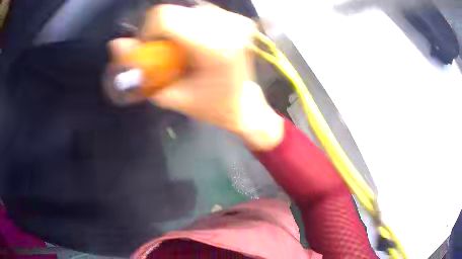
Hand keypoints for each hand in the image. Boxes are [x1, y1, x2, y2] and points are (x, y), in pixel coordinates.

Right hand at [110, 4, 282, 149]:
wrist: (243, 103)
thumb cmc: (209, 106)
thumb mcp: (169, 94)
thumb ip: (140, 69)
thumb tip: (115, 44)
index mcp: (214, 47)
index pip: (166, 16)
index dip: (148, 30)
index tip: (150, 49)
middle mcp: (228, 26)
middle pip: (175, 11)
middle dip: (161, 31)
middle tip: (168, 54)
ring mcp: (236, 21)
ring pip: (187, 11)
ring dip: (177, 29)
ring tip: (185, 52)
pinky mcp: (240, 20)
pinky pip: (201, 13)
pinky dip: (191, 26)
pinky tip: (198, 44)